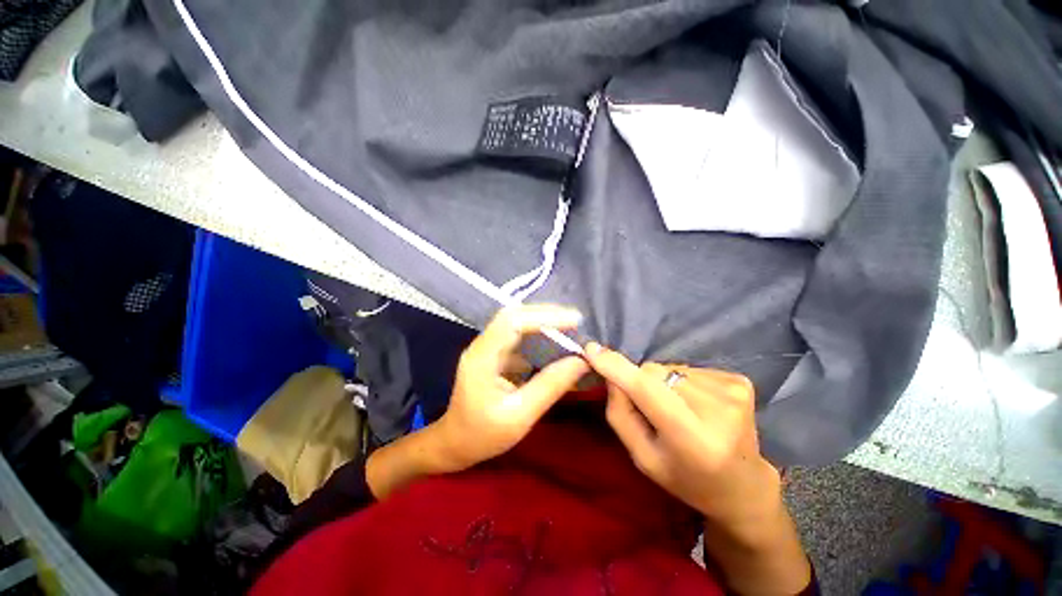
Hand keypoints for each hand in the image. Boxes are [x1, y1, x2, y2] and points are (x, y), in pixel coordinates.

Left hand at [435, 305, 588, 469]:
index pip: (512, 322)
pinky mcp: (494, 354)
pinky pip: (517, 336)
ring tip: (569, 328)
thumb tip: (581, 362)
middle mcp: (483, 345)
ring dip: (543, 322)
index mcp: (482, 357)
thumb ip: (550, 386)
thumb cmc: (483, 435)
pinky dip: (538, 335)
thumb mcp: (520, 416)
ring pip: (516, 323)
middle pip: (514, 316)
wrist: (455, 444)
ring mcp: (487, 348)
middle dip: (546, 314)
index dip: (544, 315)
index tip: (574, 320)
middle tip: (575, 321)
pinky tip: (554, 341)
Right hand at [583, 343, 779, 527]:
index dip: (618, 367)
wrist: (743, 485)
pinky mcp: (740, 381)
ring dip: (663, 383)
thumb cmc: (685, 477)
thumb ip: (621, 414)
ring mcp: (733, 392)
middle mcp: (717, 411)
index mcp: (691, 439)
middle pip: (654, 372)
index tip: (591, 350)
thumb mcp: (643, 457)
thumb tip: (611, 373)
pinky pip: (688, 368)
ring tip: (679, 410)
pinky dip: (682, 382)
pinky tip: (696, 405)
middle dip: (642, 382)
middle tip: (653, 410)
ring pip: (669, 367)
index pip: (647, 390)